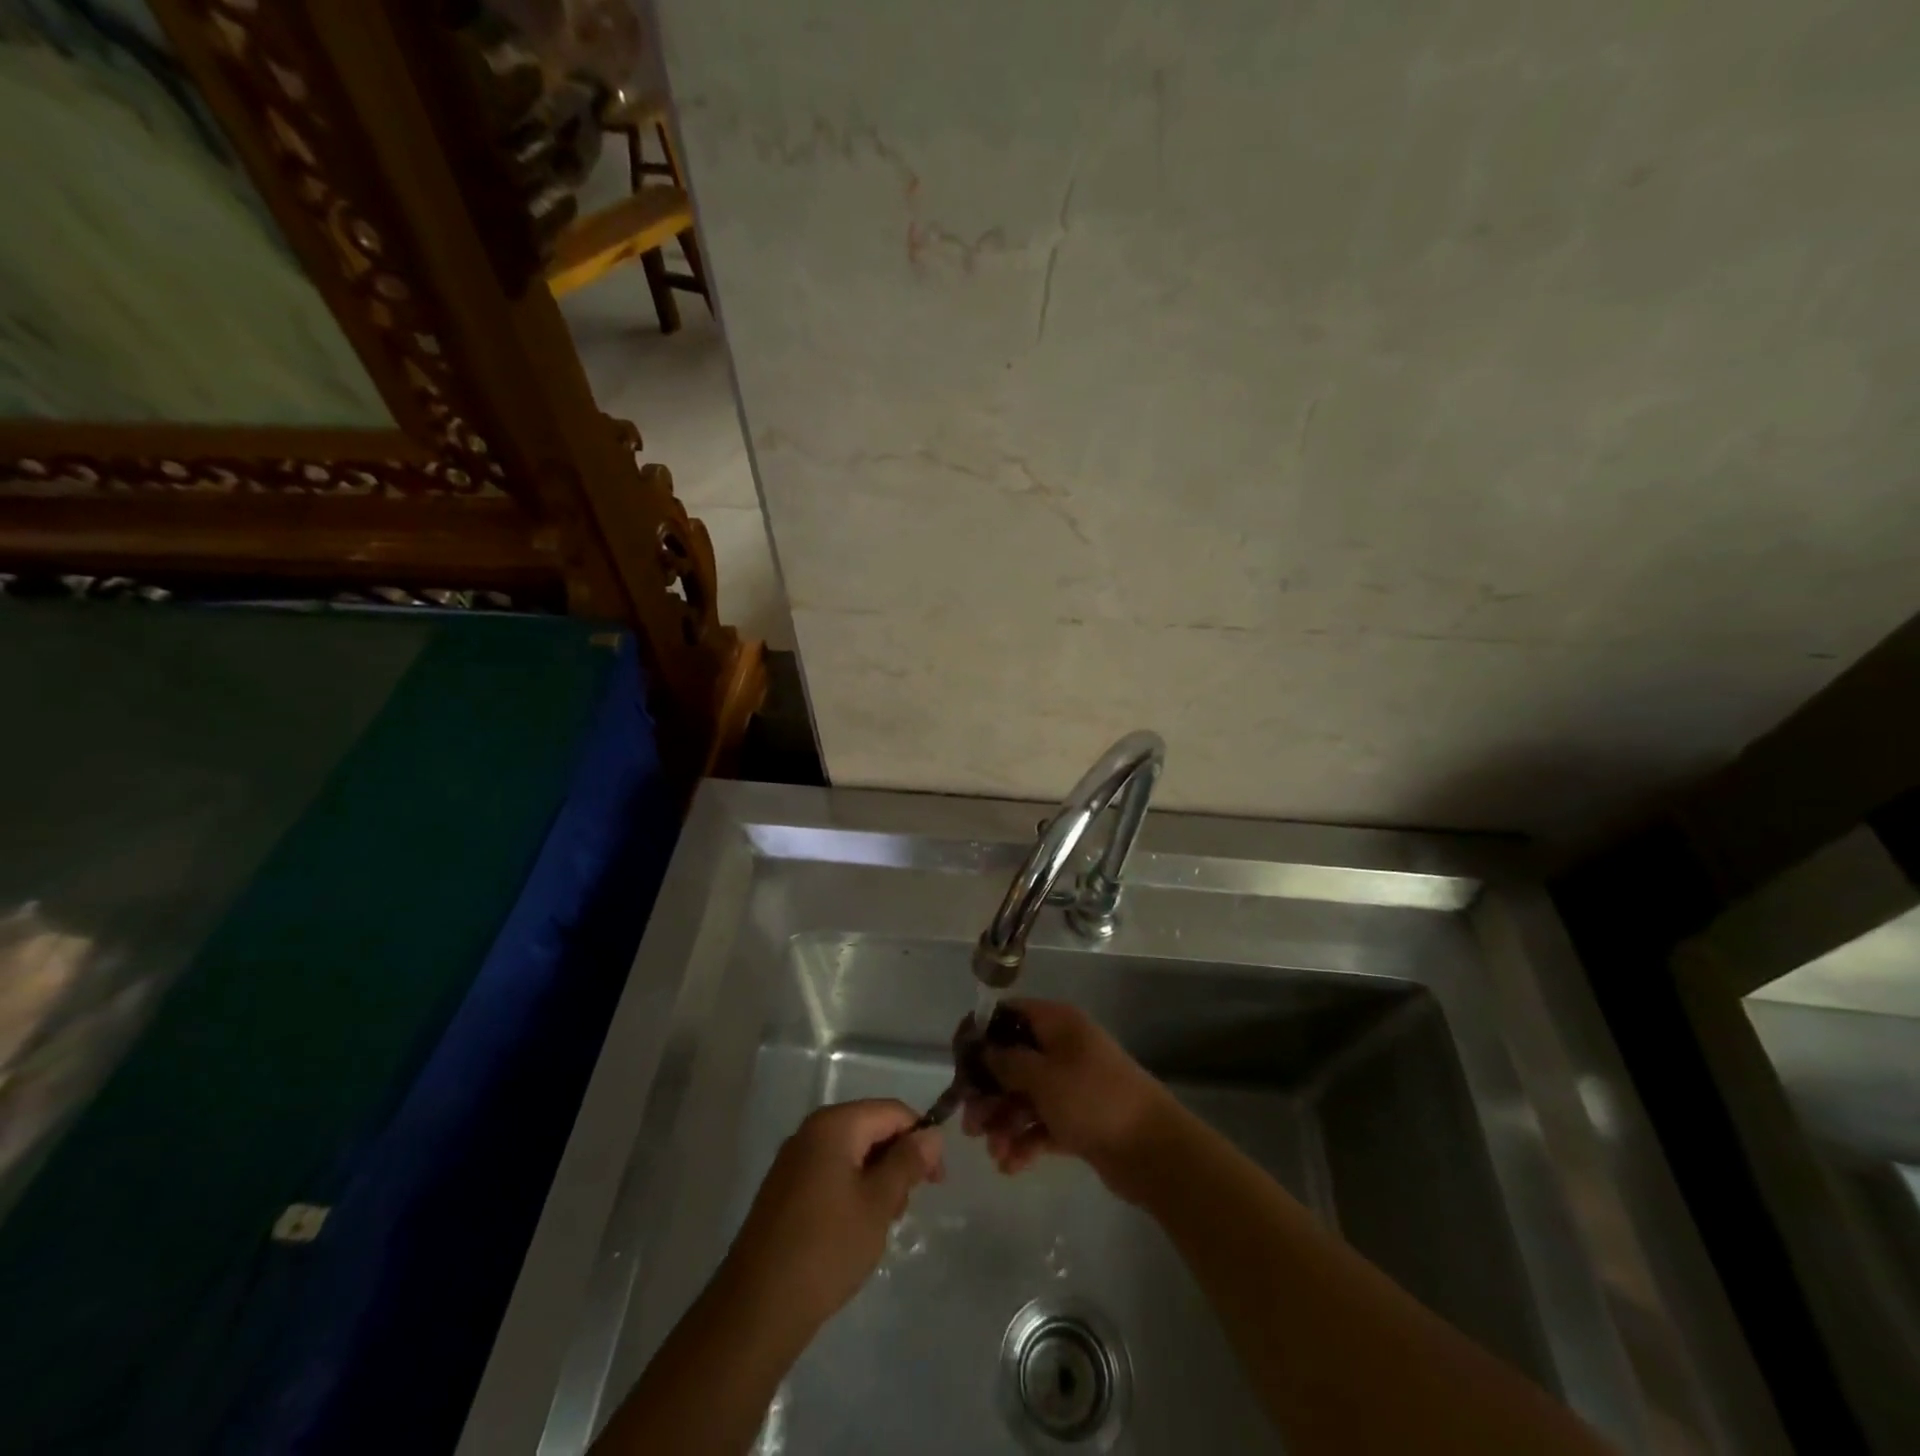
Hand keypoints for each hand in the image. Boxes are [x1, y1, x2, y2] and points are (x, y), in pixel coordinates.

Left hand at [721, 1100, 944, 1336]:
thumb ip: (908, 1162)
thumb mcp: (878, 1203)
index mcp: (834, 1124)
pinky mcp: (783, 1189)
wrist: (757, 1308)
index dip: (921, 1138)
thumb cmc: (827, 1248)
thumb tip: (932, 1134)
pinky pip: (830, 1173)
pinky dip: (851, 1190)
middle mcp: (811, 1131)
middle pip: (870, 1128)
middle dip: (896, 1161)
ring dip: (875, 1179)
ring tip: (880, 1224)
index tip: (937, 1181)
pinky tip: (854, 1229)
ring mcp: (793, 1160)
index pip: (892, 1111)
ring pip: (851, 1153)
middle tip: (904, 1208)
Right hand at [961, 999, 1176, 1197]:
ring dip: (1004, 1122)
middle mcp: (1063, 1048)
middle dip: (989, 1092)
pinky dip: (1025, 1141)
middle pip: (1013, 1061)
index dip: (981, 1034)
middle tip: (970, 1123)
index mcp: (1057, 1023)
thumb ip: (1007, 1062)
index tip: (958, 1062)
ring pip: (1024, 1097)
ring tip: (994, 1151)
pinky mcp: (1078, 1119)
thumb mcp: (1042, 1076)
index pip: (1009, 1015)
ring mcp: (1072, 1085)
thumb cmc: (1092, 1099)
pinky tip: (1010, 1165)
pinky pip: (1041, 1124)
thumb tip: (984, 1050)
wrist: (1153, 1150)